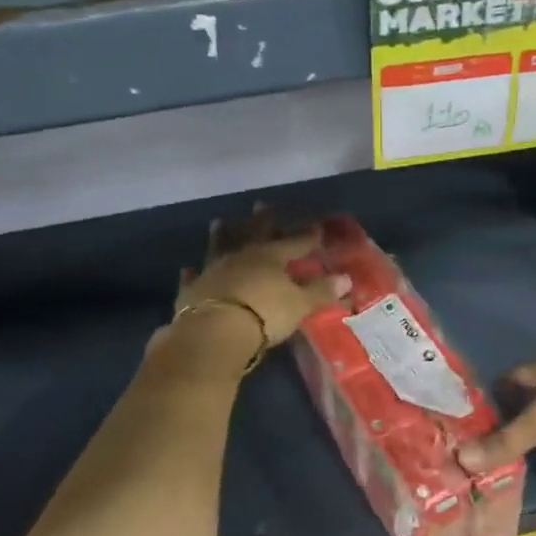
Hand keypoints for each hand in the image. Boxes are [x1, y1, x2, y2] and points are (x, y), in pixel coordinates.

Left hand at [176, 205, 348, 346]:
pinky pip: (193, 278)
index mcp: (270, 257)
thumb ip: (320, 291)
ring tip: (220, 222)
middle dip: (261, 220)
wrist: (214, 332)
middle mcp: (241, 257)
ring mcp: (214, 271)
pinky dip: (193, 273)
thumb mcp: (299, 304)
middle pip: (254, 233)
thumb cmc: (264, 314)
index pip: (294, 242)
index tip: (318, 226)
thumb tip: (346, 279)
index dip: (307, 235)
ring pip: (219, 247)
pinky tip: (189, 268)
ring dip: (221, 235)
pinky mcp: (192, 290)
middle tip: (262, 204)